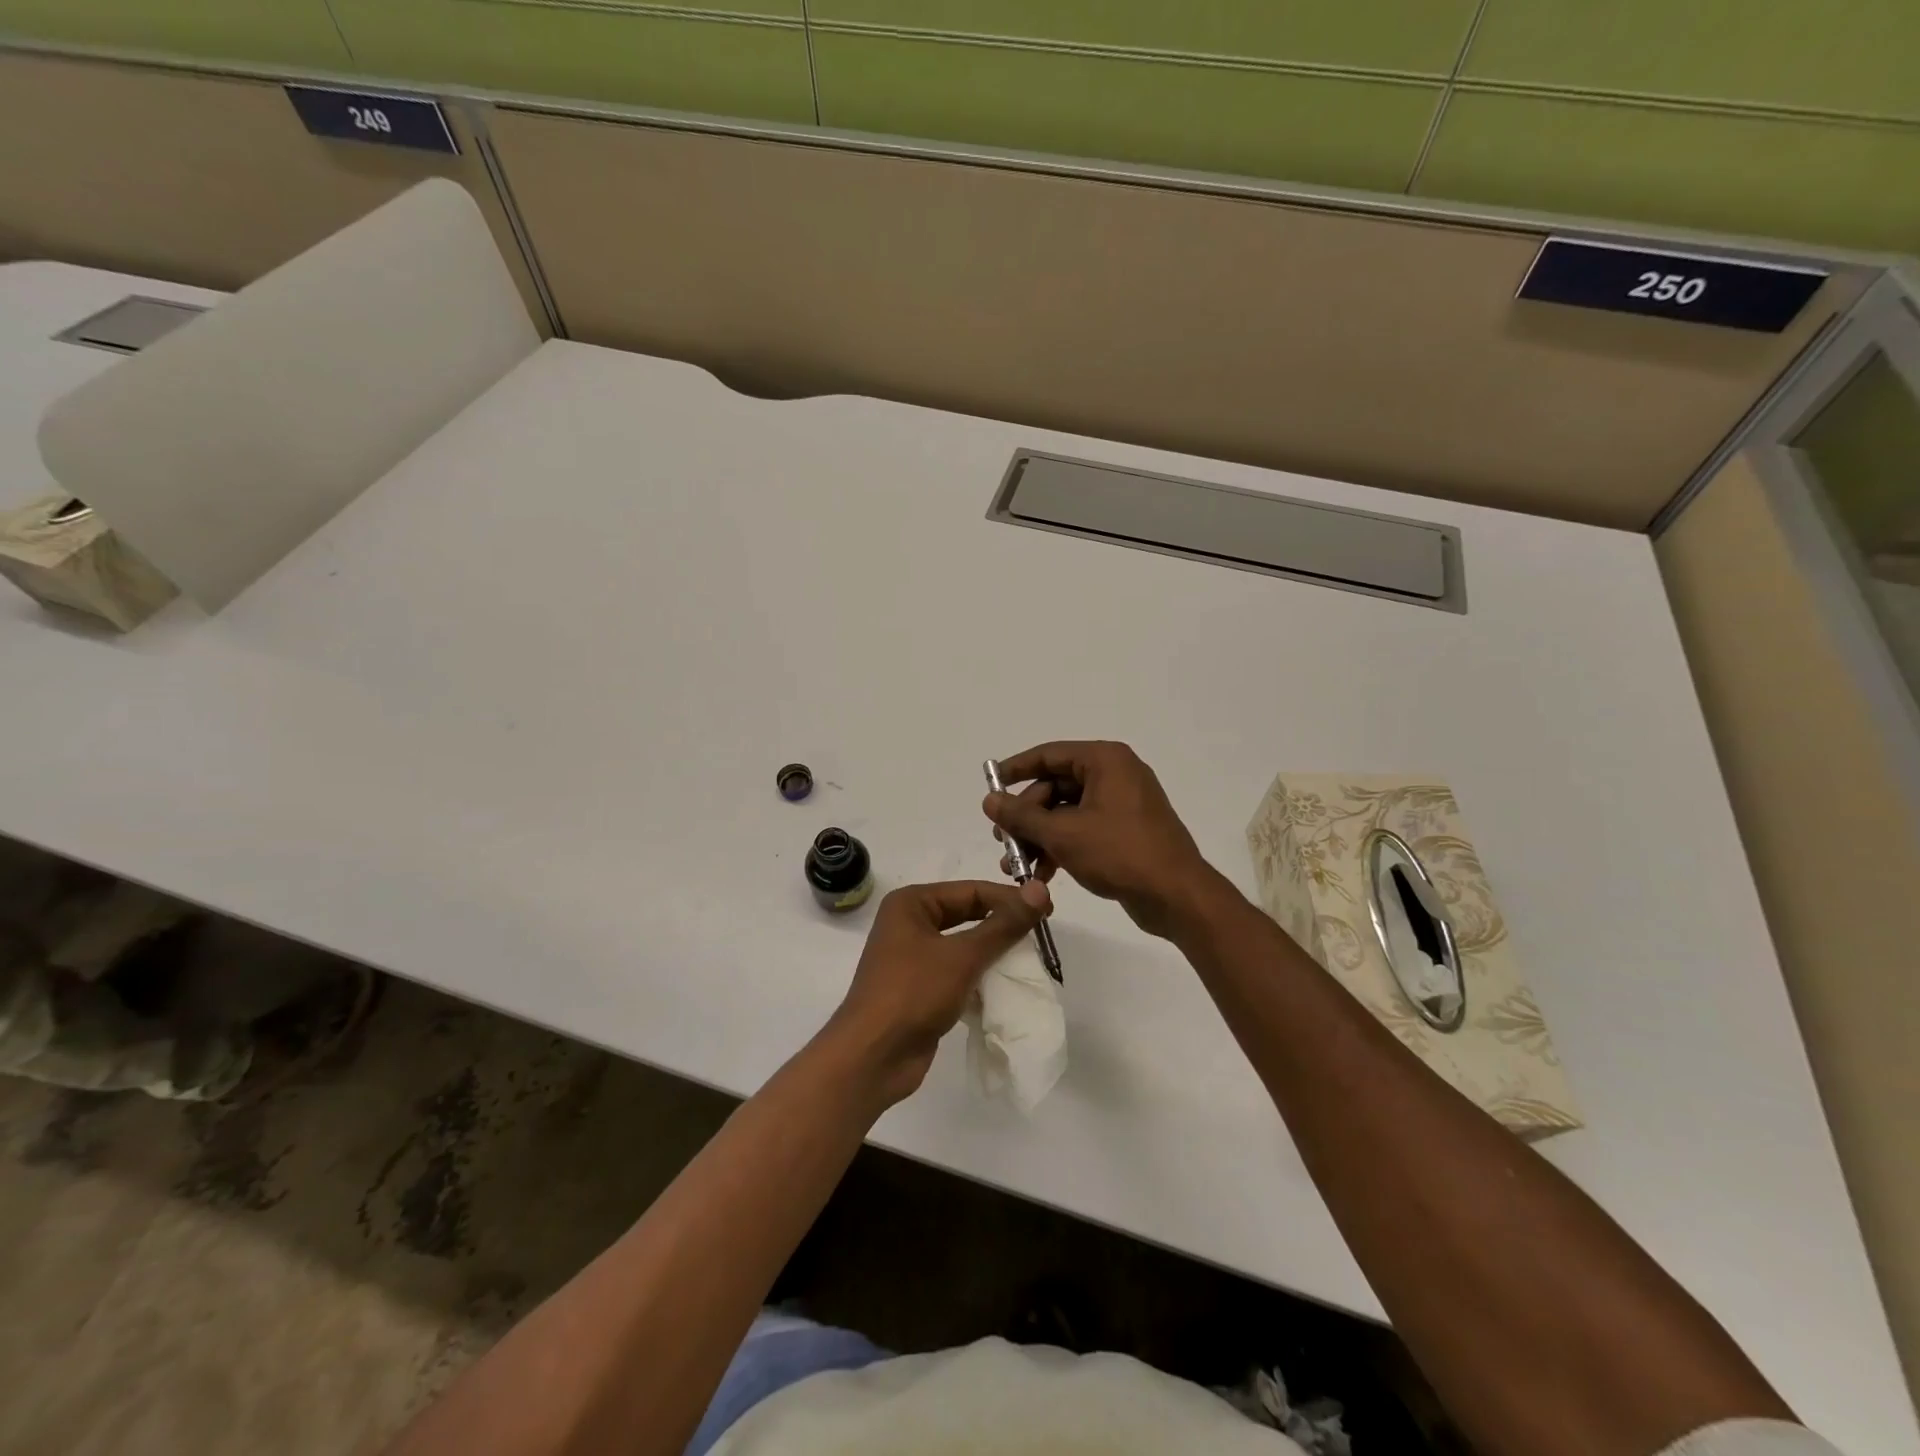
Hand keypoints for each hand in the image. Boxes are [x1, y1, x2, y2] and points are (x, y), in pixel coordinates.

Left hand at [824, 879, 1050, 1104]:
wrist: (872, 1057)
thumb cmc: (913, 993)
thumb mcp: (963, 956)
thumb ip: (1003, 925)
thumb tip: (1040, 889)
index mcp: (911, 904)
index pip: (970, 891)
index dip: (1009, 898)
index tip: (1046, 909)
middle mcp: (909, 924)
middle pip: (966, 914)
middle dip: (1002, 924)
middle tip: (1041, 932)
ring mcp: (912, 958)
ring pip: (963, 945)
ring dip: (993, 951)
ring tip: (1029, 959)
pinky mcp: (920, 988)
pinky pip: (957, 971)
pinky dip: (980, 975)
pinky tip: (1005, 985)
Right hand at [983, 740, 1217, 938]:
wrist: (1176, 896)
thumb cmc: (1119, 853)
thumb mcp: (1063, 833)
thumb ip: (1022, 816)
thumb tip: (989, 800)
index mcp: (1105, 760)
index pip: (1050, 754)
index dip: (1016, 769)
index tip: (990, 787)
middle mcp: (1115, 775)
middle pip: (1055, 787)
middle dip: (1026, 817)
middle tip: (1002, 840)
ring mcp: (1122, 804)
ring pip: (1066, 813)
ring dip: (1039, 837)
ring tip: (1015, 866)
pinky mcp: (1125, 832)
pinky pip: (1083, 830)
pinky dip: (1061, 847)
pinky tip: (1041, 874)